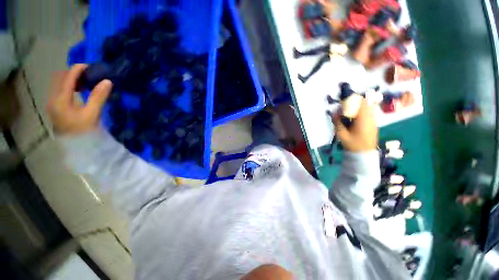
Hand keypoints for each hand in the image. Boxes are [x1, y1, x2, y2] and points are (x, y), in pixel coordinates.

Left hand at [47, 64, 112, 134]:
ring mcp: (53, 103)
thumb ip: (98, 97)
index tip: (90, 66)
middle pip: (59, 78)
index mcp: (60, 100)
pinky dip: (68, 86)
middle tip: (87, 74)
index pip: (67, 78)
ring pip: (58, 84)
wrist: (76, 147)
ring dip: (70, 79)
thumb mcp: (92, 114)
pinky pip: (60, 91)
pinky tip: (78, 91)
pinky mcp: (56, 108)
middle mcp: (53, 99)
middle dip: (72, 73)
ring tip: (84, 82)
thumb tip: (107, 81)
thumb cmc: (84, 131)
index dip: (77, 69)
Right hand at [332, 99, 377, 151]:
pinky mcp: (373, 124)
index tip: (344, 100)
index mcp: (363, 119)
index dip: (353, 99)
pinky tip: (354, 118)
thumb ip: (337, 123)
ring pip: (368, 107)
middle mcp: (371, 117)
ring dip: (359, 107)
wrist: (365, 154)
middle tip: (345, 106)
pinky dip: (361, 112)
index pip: (361, 103)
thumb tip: (334, 113)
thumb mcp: (342, 135)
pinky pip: (369, 113)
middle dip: (355, 102)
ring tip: (349, 111)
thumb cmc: (353, 144)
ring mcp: (373, 120)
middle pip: (366, 103)